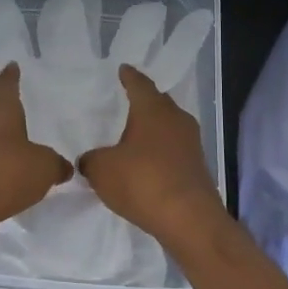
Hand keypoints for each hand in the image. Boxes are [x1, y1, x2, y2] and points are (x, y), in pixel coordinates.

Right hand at [79, 65, 222, 246]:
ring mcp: (191, 143)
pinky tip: (148, 162)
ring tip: (136, 133)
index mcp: (152, 109)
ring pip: (169, 126)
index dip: (129, 77)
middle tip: (128, 100)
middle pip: (158, 102)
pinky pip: (175, 149)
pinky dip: (161, 150)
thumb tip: (90, 160)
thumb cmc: (142, 182)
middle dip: (144, 101)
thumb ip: (91, 160)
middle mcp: (176, 119)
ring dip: (154, 128)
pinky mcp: (197, 167)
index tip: (123, 69)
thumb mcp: (102, 170)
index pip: (139, 84)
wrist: (189, 219)